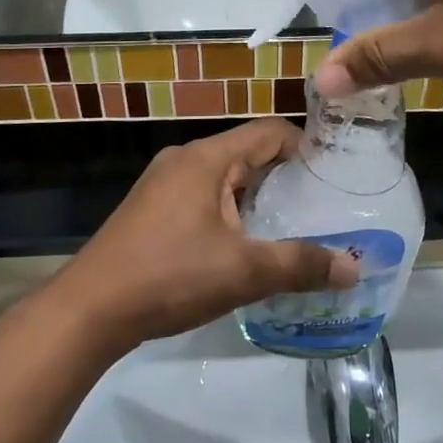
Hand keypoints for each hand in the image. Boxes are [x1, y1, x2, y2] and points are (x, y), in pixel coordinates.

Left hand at [51, 120, 359, 350]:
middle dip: (284, 176)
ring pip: (224, 177)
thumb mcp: (242, 272)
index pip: (269, 131)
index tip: (334, 175)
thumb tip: (353, 267)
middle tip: (321, 206)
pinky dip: (229, 210)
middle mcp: (185, 159)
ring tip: (290, 227)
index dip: (305, 147)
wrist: (88, 310)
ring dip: (256, 196)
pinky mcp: (151, 208)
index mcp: (207, 157)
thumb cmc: (169, 276)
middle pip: (247, 152)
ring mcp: (163, 183)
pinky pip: (202, 195)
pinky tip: (242, 245)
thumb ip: (299, 265)